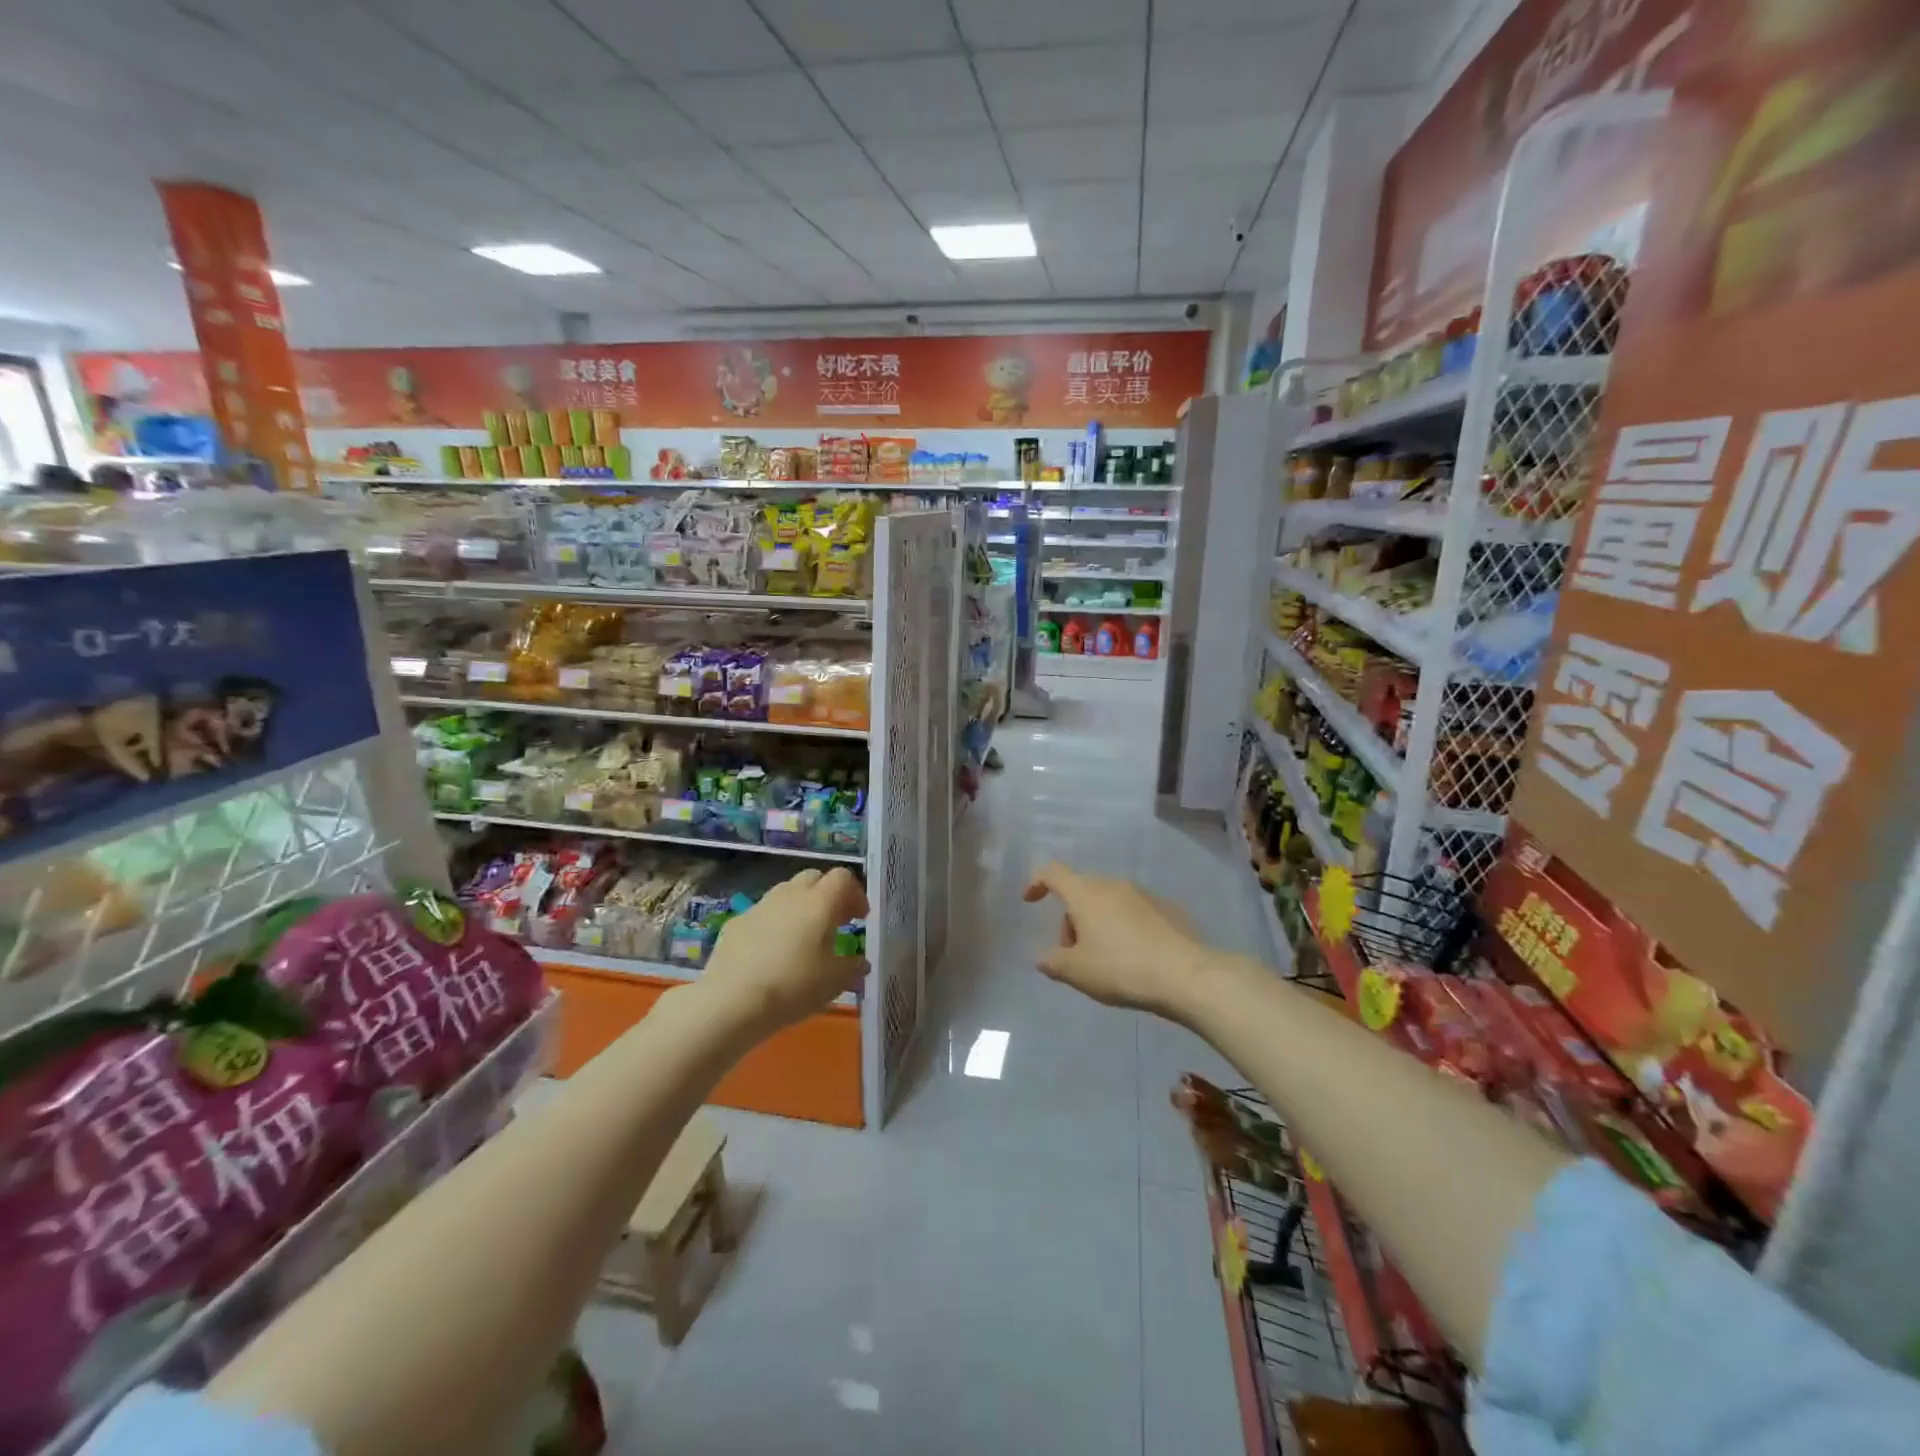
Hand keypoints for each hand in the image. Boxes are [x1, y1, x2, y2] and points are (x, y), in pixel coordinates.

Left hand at [701, 868, 869, 1033]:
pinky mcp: (736, 922)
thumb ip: (853, 967)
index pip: (843, 877)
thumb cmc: (794, 986)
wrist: (732, 1000)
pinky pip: (763, 914)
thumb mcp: (835, 982)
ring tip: (802, 939)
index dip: (855, 894)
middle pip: (814, 878)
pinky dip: (774, 924)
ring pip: (786, 893)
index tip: (859, 918)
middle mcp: (791, 894)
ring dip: (799, 907)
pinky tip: (771, 953)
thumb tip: (860, 962)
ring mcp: (760, 905)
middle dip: (827, 895)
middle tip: (833, 923)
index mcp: (820, 902)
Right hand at [1021, 862, 1210, 1019]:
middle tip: (1073, 953)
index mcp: (1085, 894)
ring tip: (1105, 960)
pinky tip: (1134, 958)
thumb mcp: (1078, 972)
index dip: (1036, 882)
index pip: (1052, 872)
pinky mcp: (1166, 908)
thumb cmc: (1121, 968)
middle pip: (1081, 892)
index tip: (1030, 901)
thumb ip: (1053, 962)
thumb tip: (1043, 958)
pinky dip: (1124, 927)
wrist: (1186, 974)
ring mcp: (1143, 894)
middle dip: (1071, 919)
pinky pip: (1133, 912)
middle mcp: (1112, 885)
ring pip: (1107, 902)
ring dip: (1097, 923)